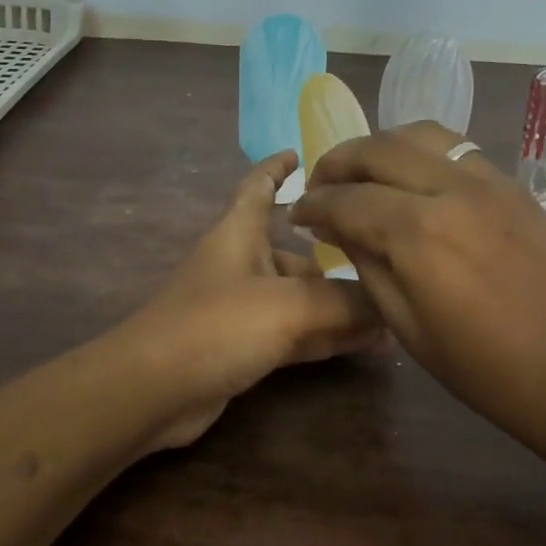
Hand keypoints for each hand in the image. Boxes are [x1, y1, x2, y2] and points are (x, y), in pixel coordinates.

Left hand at [127, 151, 381, 449]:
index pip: (258, 187)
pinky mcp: (243, 348)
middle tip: (388, 263)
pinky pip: (295, 333)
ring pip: (301, 298)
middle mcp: (241, 265)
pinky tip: (367, 345)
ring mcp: (241, 309)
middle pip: (295, 252)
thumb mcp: (287, 307)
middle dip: (337, 259)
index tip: (303, 153)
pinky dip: (326, 336)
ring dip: (340, 306)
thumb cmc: (216, 326)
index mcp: (239, 234)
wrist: (153, 391)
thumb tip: (390, 304)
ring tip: (392, 312)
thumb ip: (344, 303)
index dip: (277, 168)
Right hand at [291, 123, 545, 444]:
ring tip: (363, 172)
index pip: (346, 199)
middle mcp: (451, 189)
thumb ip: (369, 266)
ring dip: (381, 146)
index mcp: (418, 232)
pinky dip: (422, 152)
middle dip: (338, 162)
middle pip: (379, 148)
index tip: (297, 215)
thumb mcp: (410, 330)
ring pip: (421, 134)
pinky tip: (415, 180)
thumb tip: (339, 229)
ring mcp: (490, 181)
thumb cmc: (490, 372)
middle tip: (320, 186)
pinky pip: (458, 150)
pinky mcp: (516, 187)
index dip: (313, 205)